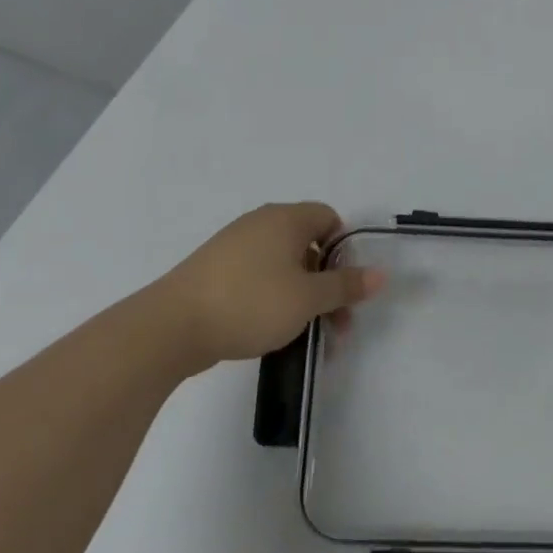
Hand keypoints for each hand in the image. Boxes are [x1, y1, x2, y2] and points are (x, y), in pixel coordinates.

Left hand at [154, 203, 383, 374]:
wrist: (170, 327)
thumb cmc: (250, 303)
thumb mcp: (308, 298)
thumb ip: (346, 286)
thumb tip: (382, 274)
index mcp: (285, 219)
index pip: (329, 218)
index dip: (344, 250)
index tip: (345, 285)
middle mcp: (260, 223)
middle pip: (308, 245)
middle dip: (327, 283)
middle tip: (336, 322)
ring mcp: (233, 246)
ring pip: (283, 265)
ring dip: (303, 296)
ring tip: (308, 334)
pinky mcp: (213, 271)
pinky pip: (257, 277)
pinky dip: (273, 298)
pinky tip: (271, 329)